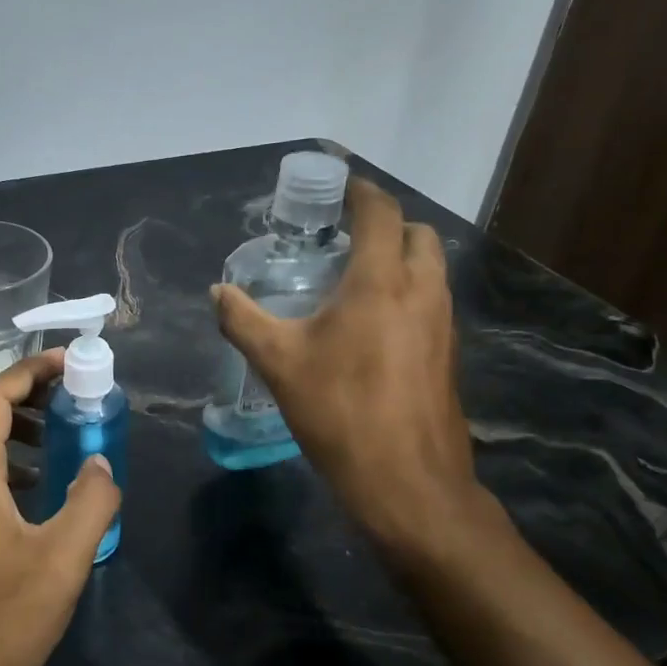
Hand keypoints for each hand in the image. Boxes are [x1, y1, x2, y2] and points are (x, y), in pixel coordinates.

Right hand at [213, 178, 491, 564]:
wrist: (407, 481)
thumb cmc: (340, 411)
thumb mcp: (279, 363)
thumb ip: (244, 320)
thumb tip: (218, 292)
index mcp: (382, 281)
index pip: (380, 212)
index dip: (360, 191)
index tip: (338, 184)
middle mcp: (422, 290)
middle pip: (416, 233)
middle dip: (386, 224)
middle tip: (346, 236)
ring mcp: (443, 323)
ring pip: (430, 268)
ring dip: (400, 259)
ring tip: (356, 277)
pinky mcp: (448, 353)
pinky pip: (432, 301)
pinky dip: (408, 292)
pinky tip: (374, 324)